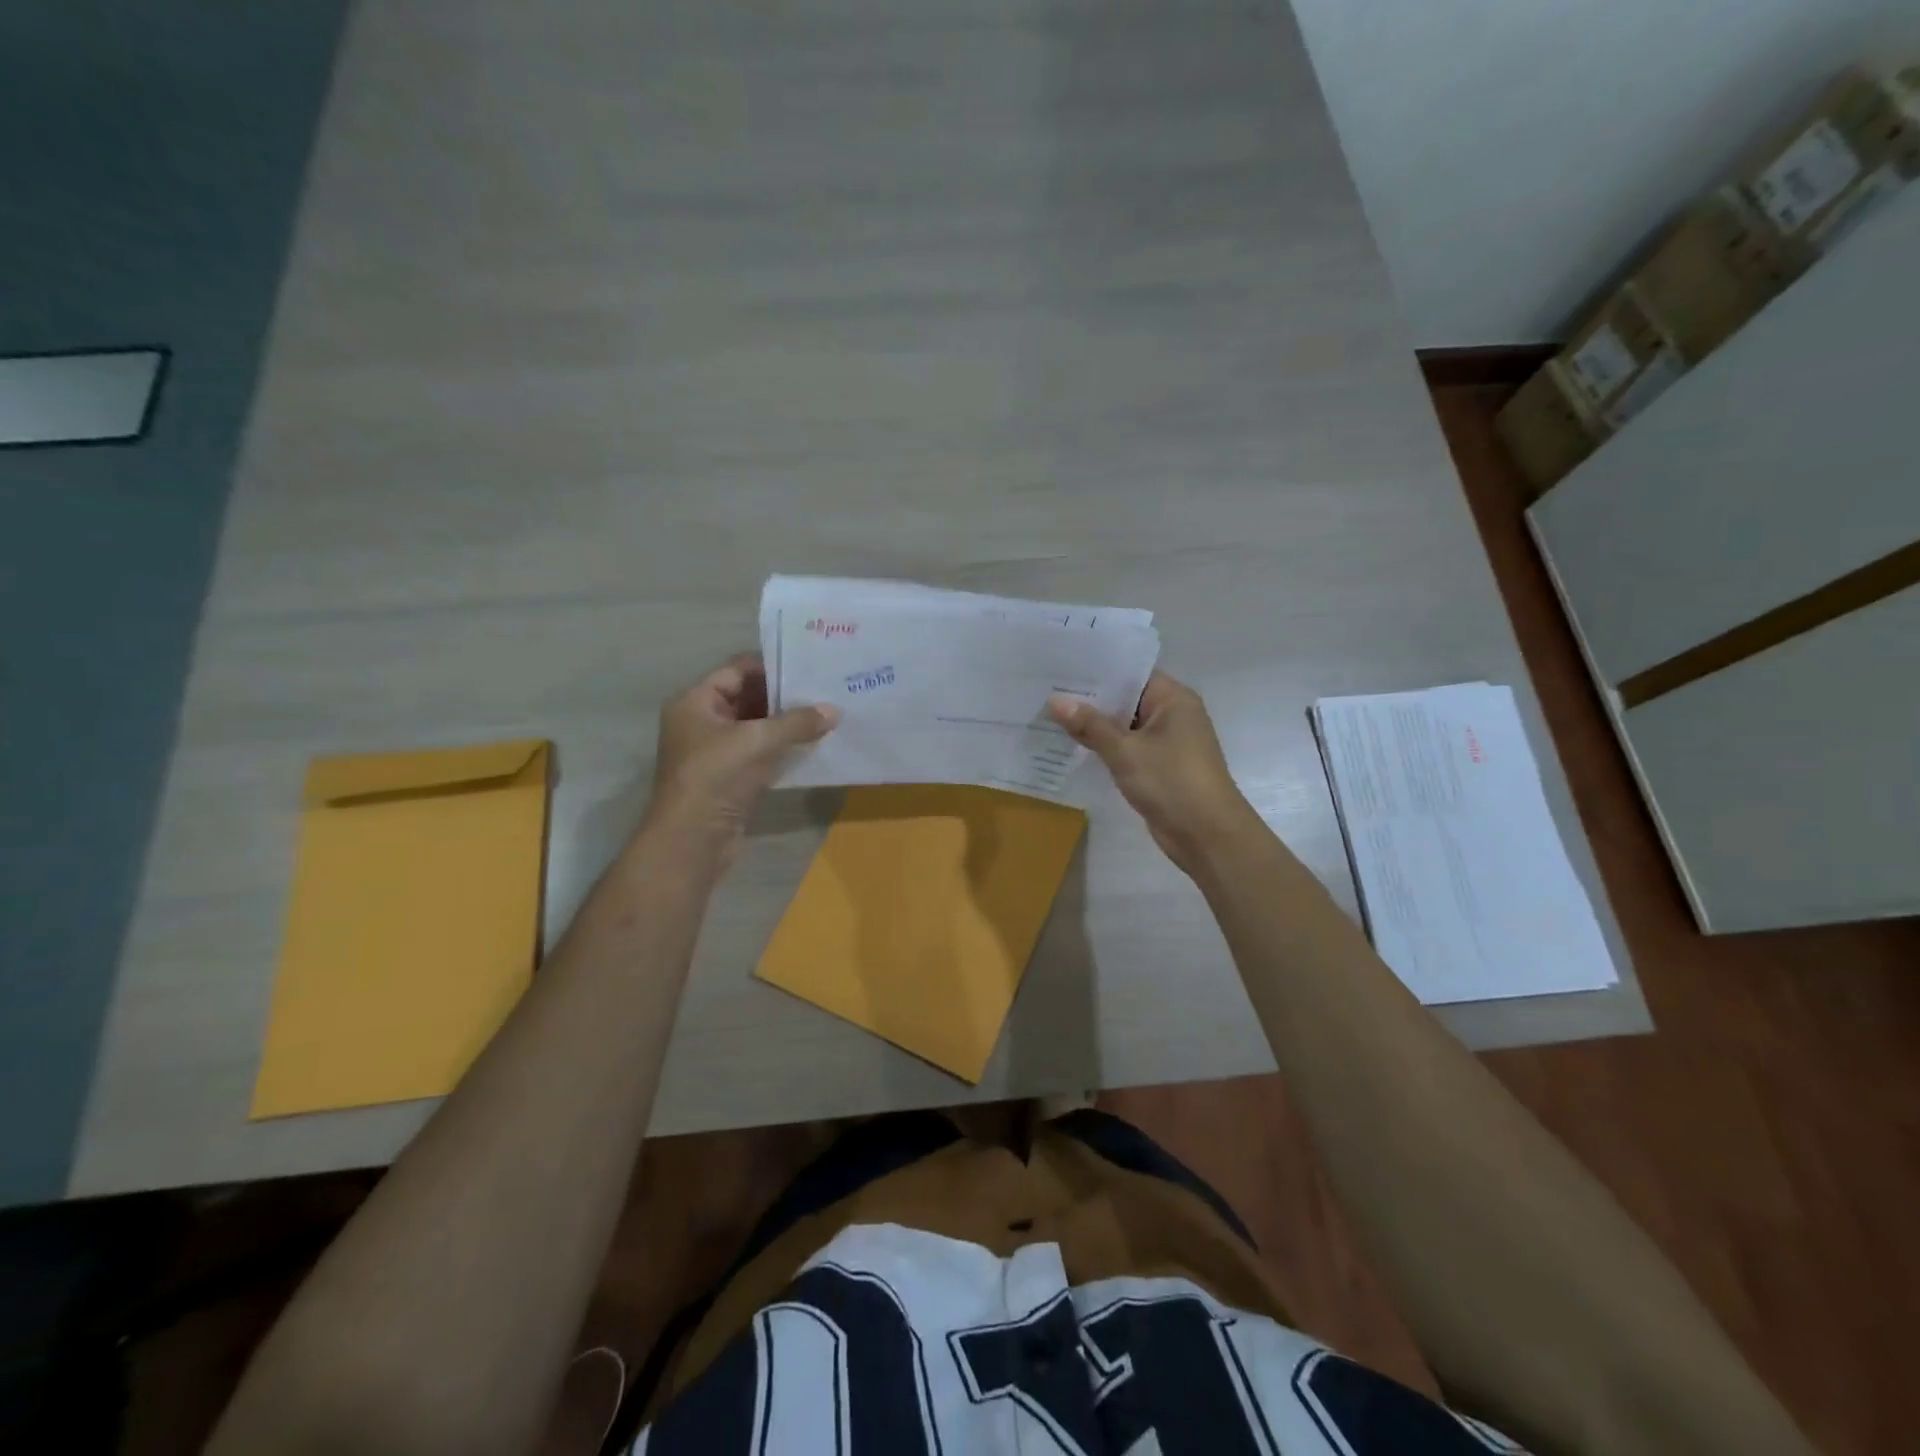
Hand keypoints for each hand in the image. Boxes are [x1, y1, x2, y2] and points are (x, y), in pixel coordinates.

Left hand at [645, 654, 837, 860]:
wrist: (692, 841)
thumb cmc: (716, 777)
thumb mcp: (758, 741)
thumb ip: (797, 722)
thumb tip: (834, 711)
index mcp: (695, 702)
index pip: (736, 669)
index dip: (771, 666)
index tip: (809, 666)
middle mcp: (702, 721)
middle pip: (748, 697)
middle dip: (784, 696)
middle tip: (825, 689)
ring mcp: (716, 752)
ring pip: (757, 727)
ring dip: (787, 724)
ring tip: (826, 714)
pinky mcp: (731, 778)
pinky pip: (761, 753)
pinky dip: (784, 748)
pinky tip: (814, 744)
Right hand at [1048, 671, 1257, 873]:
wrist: (1208, 836)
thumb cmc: (1171, 782)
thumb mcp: (1125, 752)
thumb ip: (1090, 725)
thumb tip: (1055, 701)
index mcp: (1173, 699)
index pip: (1130, 674)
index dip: (1096, 670)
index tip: (1060, 667)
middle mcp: (1173, 714)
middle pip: (1125, 699)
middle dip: (1090, 699)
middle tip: (1046, 690)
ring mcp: (1168, 742)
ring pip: (1124, 726)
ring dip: (1095, 725)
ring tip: (1050, 715)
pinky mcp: (1160, 767)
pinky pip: (1128, 748)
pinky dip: (1105, 747)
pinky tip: (1072, 745)